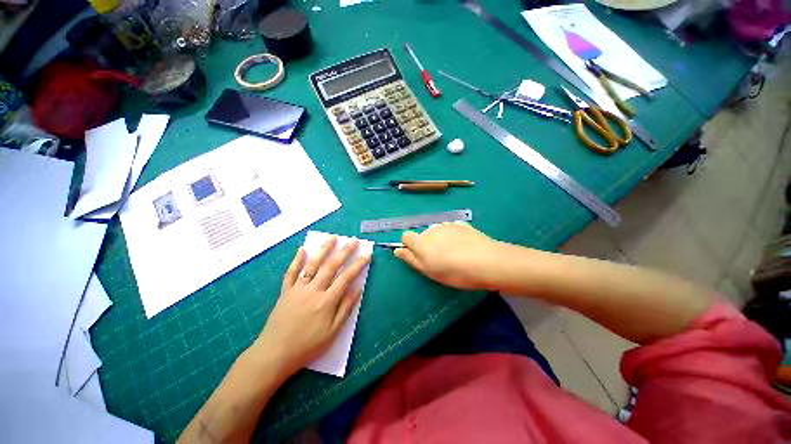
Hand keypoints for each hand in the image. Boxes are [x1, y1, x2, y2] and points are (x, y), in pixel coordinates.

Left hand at [255, 237, 370, 374]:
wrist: (274, 354)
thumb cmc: (307, 346)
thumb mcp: (332, 332)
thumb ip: (345, 308)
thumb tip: (357, 289)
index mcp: (326, 301)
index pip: (346, 277)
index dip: (358, 265)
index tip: (367, 254)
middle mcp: (313, 290)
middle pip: (331, 266)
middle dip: (344, 252)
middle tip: (353, 241)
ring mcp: (298, 289)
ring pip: (312, 265)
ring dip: (323, 250)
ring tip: (332, 238)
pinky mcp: (286, 291)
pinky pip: (291, 273)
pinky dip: (296, 260)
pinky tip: (302, 249)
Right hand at [394, 222, 502, 289]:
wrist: (486, 261)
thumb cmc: (454, 271)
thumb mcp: (429, 271)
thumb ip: (411, 259)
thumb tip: (397, 250)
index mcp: (421, 242)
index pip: (406, 236)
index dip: (409, 245)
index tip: (418, 255)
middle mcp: (431, 230)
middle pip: (423, 234)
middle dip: (427, 244)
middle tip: (440, 258)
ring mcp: (447, 225)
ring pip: (437, 231)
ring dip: (440, 239)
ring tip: (454, 252)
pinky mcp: (461, 224)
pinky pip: (451, 228)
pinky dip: (452, 235)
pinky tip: (463, 245)